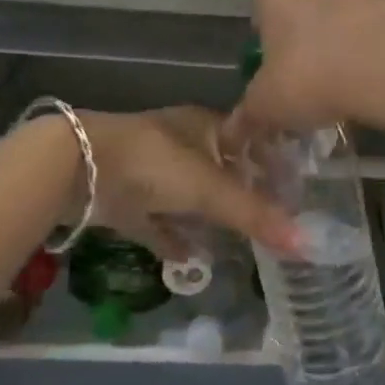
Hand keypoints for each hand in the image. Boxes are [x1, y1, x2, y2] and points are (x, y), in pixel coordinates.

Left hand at [71, 107, 299, 255]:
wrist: (76, 167)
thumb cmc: (154, 163)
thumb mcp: (211, 189)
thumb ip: (255, 215)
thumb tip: (307, 244)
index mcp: (206, 126)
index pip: (250, 141)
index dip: (272, 163)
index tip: (295, 190)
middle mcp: (182, 144)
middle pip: (221, 170)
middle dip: (243, 194)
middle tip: (272, 221)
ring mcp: (150, 171)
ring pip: (189, 196)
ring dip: (209, 217)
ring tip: (239, 242)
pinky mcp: (125, 199)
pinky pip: (158, 220)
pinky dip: (174, 237)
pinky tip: (192, 259)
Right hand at [229, 0, 384, 138]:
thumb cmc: (313, 79)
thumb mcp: (267, 107)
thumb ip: (248, 115)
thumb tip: (233, 132)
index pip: (259, 15)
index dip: (264, 49)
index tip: (275, 80)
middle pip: (302, 15)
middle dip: (304, 46)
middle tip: (309, 88)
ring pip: (341, 21)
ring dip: (341, 47)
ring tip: (347, 88)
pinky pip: (374, 30)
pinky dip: (373, 50)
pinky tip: (376, 80)